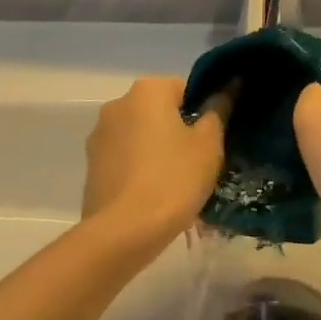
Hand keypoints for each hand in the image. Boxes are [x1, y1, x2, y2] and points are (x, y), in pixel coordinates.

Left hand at [83, 77, 228, 248]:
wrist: (123, 233)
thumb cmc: (173, 179)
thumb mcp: (208, 144)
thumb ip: (218, 110)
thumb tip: (229, 86)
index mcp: (148, 90)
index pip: (186, 89)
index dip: (204, 112)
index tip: (214, 139)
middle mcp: (118, 103)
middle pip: (160, 111)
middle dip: (179, 130)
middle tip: (199, 162)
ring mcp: (100, 135)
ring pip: (141, 135)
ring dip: (158, 149)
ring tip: (176, 184)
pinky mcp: (91, 165)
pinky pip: (125, 158)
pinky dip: (139, 169)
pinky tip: (153, 195)